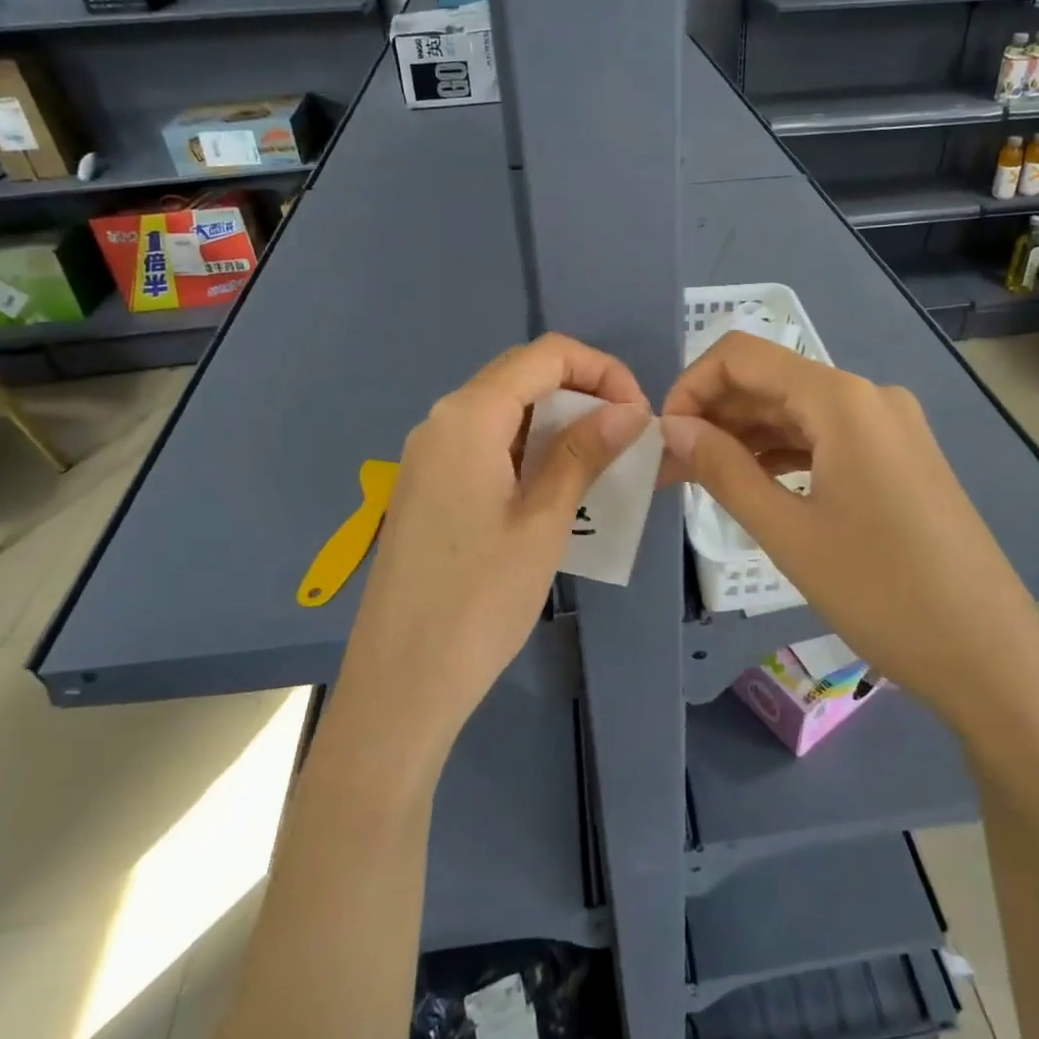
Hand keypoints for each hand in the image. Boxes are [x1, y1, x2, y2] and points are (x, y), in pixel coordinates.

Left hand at [337, 334, 650, 763]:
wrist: (400, 683)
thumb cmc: (479, 599)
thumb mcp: (543, 521)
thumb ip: (583, 453)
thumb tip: (630, 409)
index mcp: (468, 416)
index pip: (545, 355)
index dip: (601, 369)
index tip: (638, 413)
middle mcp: (442, 421)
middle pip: (522, 376)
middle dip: (581, 393)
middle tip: (625, 438)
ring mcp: (428, 455)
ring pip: (504, 411)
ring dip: (556, 424)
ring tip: (600, 463)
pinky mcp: (427, 487)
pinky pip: (485, 445)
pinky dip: (528, 450)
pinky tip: (555, 488)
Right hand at [660, 332, 1036, 718]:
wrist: (991, 656)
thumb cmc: (883, 593)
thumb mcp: (788, 533)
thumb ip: (723, 470)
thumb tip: (672, 428)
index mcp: (842, 400)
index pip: (742, 356)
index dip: (691, 386)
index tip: (663, 438)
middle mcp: (869, 396)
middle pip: (771, 380)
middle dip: (714, 416)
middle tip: (669, 468)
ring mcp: (891, 426)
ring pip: (798, 411)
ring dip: (746, 437)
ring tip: (701, 481)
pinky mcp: (900, 458)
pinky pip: (827, 437)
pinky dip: (784, 454)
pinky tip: (756, 485)